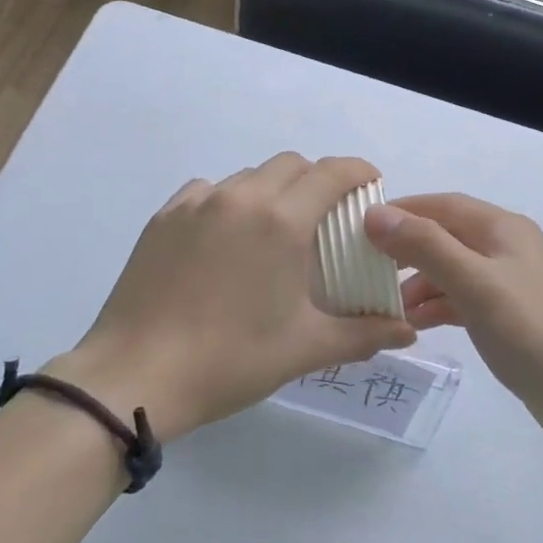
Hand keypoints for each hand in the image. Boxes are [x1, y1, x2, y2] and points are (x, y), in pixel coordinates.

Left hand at [51, 154, 415, 440]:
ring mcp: (197, 203)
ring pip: (249, 176)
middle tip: (325, 217)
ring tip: (273, 231)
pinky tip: (225, 238)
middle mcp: (242, 197)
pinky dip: (229, 201)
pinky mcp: (164, 217)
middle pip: (292, 165)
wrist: (133, 377)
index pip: (332, 172)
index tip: (371, 185)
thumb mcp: (305, 348)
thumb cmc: (230, 359)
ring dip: (273, 190)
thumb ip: (364, 334)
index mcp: (282, 221)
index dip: (358, 171)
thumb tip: (408, 332)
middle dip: (317, 180)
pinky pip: (208, 191)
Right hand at [365, 193, 542, 457]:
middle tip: (365, 270)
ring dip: (419, 282)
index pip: (442, 205)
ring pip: (452, 270)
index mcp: (501, 227)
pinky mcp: (509, 317)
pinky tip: (416, 325)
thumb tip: (376, 215)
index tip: (358, 228)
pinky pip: (463, 299)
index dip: (402, 211)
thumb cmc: (531, 329)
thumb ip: (426, 246)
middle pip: (445, 236)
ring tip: (385, 306)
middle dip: (406, 250)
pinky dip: (438, 306)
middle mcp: (505, 247)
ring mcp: (508, 283)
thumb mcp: (474, 283)